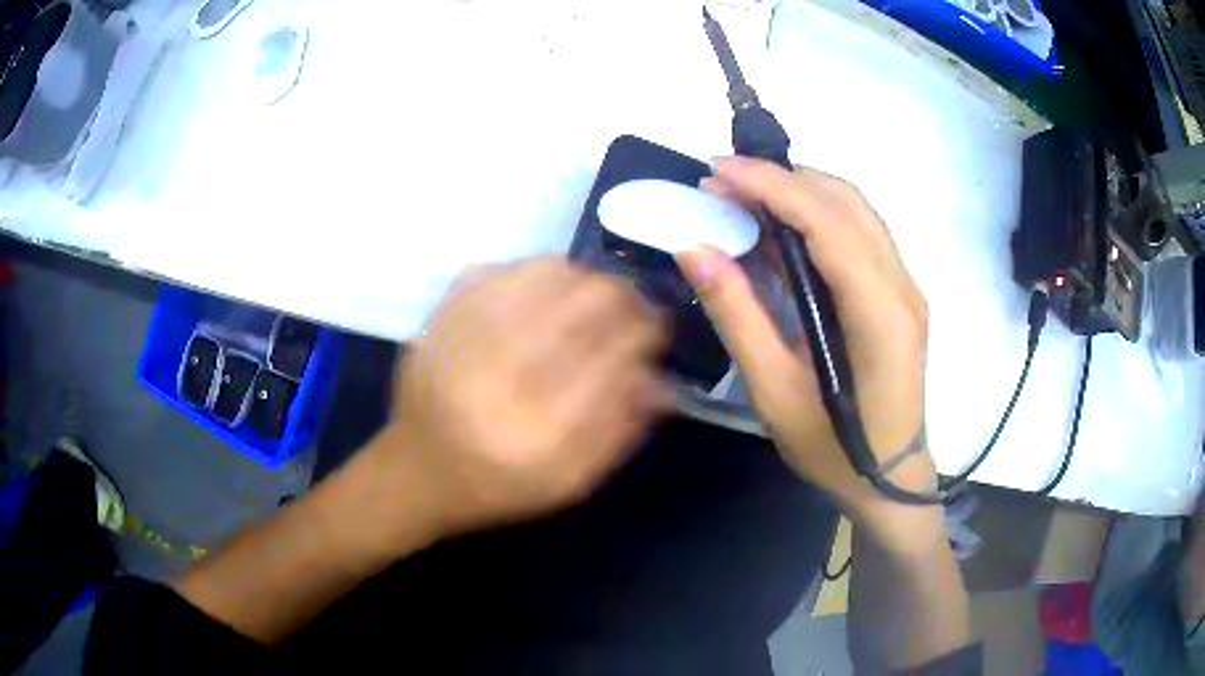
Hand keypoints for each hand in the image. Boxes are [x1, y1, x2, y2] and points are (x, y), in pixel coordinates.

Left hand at [363, 258, 667, 545]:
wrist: (416, 471)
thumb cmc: (498, 485)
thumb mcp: (567, 482)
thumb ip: (619, 432)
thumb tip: (661, 379)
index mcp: (536, 433)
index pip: (613, 358)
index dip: (645, 333)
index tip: (657, 329)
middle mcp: (498, 379)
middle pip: (583, 304)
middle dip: (622, 299)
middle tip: (631, 309)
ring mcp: (462, 340)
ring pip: (544, 274)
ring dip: (582, 281)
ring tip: (590, 300)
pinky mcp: (438, 318)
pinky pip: (499, 269)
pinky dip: (533, 272)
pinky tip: (543, 292)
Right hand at [677, 157, 934, 526]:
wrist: (890, 479)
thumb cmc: (834, 450)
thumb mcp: (775, 393)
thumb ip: (738, 316)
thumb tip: (695, 250)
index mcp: (879, 315)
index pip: (827, 223)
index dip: (771, 186)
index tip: (718, 170)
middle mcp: (902, 287)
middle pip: (846, 202)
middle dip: (783, 178)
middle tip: (724, 182)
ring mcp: (907, 287)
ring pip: (857, 210)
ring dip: (802, 190)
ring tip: (747, 196)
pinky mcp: (901, 293)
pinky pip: (862, 232)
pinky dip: (820, 213)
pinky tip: (783, 228)